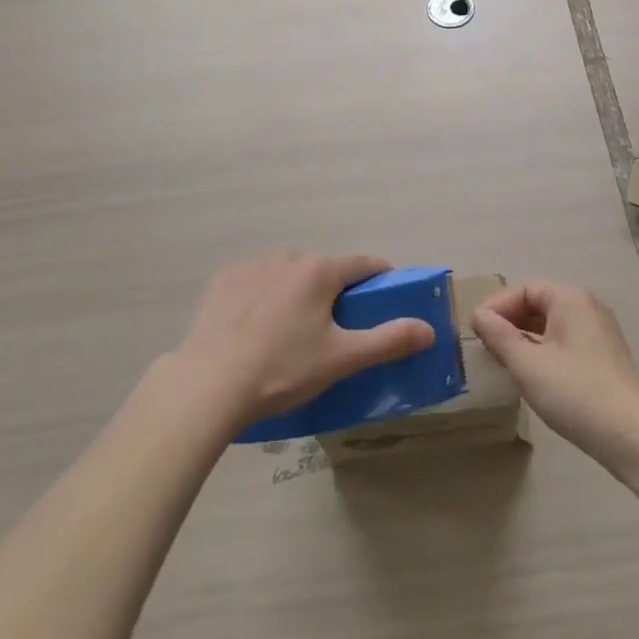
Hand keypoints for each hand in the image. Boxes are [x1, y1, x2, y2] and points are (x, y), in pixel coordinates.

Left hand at [167, 251, 434, 430]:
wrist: (209, 383)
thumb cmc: (282, 369)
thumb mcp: (341, 359)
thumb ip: (388, 340)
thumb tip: (428, 328)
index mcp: (321, 270)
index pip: (364, 263)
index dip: (380, 277)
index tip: (386, 296)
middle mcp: (290, 256)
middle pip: (324, 270)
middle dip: (334, 292)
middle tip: (333, 331)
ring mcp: (254, 265)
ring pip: (289, 274)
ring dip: (298, 293)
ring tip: (290, 335)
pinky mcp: (225, 279)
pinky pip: (257, 282)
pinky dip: (264, 297)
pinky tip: (255, 330)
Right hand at [473, 280, 638, 470]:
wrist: (633, 438)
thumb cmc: (576, 393)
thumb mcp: (528, 365)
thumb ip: (500, 337)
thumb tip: (479, 315)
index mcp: (570, 299)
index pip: (525, 290)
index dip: (498, 307)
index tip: (476, 330)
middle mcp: (587, 307)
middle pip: (540, 304)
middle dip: (510, 322)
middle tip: (486, 346)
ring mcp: (600, 332)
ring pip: (553, 325)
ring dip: (526, 338)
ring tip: (504, 361)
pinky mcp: (605, 357)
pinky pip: (566, 342)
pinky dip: (545, 351)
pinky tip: (533, 375)